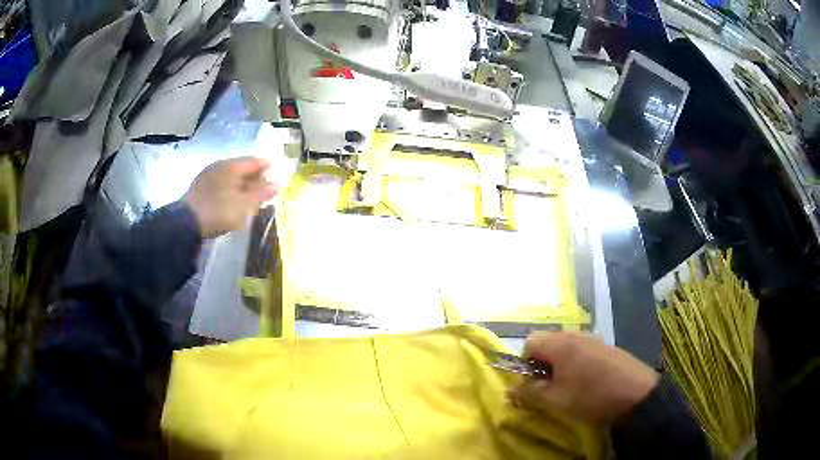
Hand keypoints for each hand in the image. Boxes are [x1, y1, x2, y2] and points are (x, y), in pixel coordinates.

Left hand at [184, 157, 277, 238]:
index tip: (275, 182)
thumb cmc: (219, 211)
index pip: (255, 161)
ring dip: (241, 185)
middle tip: (262, 193)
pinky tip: (231, 202)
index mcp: (232, 165)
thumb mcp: (244, 205)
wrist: (185, 224)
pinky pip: (221, 183)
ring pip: (231, 176)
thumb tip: (277, 183)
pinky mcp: (199, 187)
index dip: (267, 170)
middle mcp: (220, 165)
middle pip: (242, 167)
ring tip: (248, 200)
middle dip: (254, 178)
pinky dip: (230, 190)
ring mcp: (208, 175)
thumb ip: (262, 193)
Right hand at [509, 332, 659, 423]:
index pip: (529, 341)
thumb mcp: (556, 400)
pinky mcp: (604, 345)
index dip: (524, 362)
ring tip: (566, 385)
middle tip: (548, 386)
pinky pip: (580, 348)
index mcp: (560, 344)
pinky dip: (574, 362)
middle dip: (541, 363)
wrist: (636, 393)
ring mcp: (592, 338)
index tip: (533, 382)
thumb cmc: (591, 396)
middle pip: (547, 341)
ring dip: (558, 363)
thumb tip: (512, 388)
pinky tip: (585, 380)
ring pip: (564, 346)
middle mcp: (574, 335)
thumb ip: (530, 392)